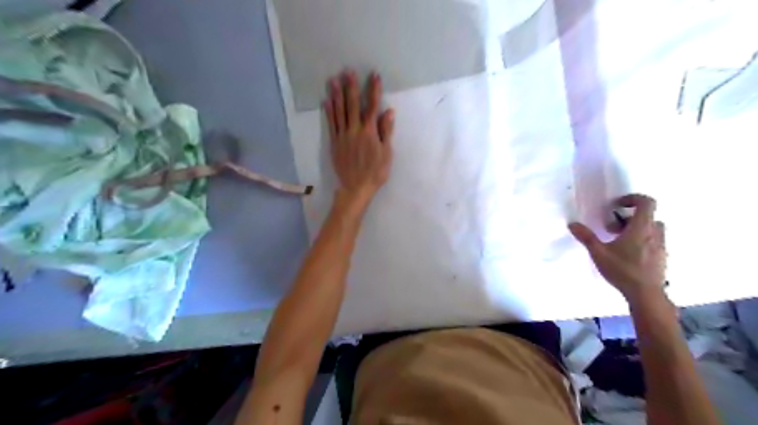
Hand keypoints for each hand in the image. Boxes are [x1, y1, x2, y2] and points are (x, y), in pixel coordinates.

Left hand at [322, 70, 394, 214]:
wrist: (356, 187)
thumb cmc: (375, 172)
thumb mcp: (386, 154)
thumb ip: (386, 132)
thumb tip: (388, 111)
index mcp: (370, 132)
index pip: (372, 107)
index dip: (374, 90)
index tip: (374, 76)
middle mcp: (354, 130)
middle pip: (352, 105)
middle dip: (351, 87)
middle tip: (348, 71)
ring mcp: (342, 136)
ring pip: (339, 112)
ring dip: (337, 95)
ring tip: (333, 80)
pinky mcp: (334, 142)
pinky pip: (331, 124)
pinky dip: (329, 111)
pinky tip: (326, 101)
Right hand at [572, 195, 663, 303]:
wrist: (646, 294)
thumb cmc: (622, 270)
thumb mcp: (599, 253)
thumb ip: (586, 237)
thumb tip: (573, 224)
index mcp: (641, 228)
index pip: (646, 202)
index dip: (632, 198)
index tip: (617, 205)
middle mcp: (655, 233)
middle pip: (647, 216)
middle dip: (629, 217)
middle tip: (612, 227)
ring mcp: (661, 246)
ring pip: (651, 229)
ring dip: (636, 229)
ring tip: (618, 241)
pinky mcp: (662, 257)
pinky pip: (653, 241)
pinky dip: (641, 241)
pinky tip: (627, 254)